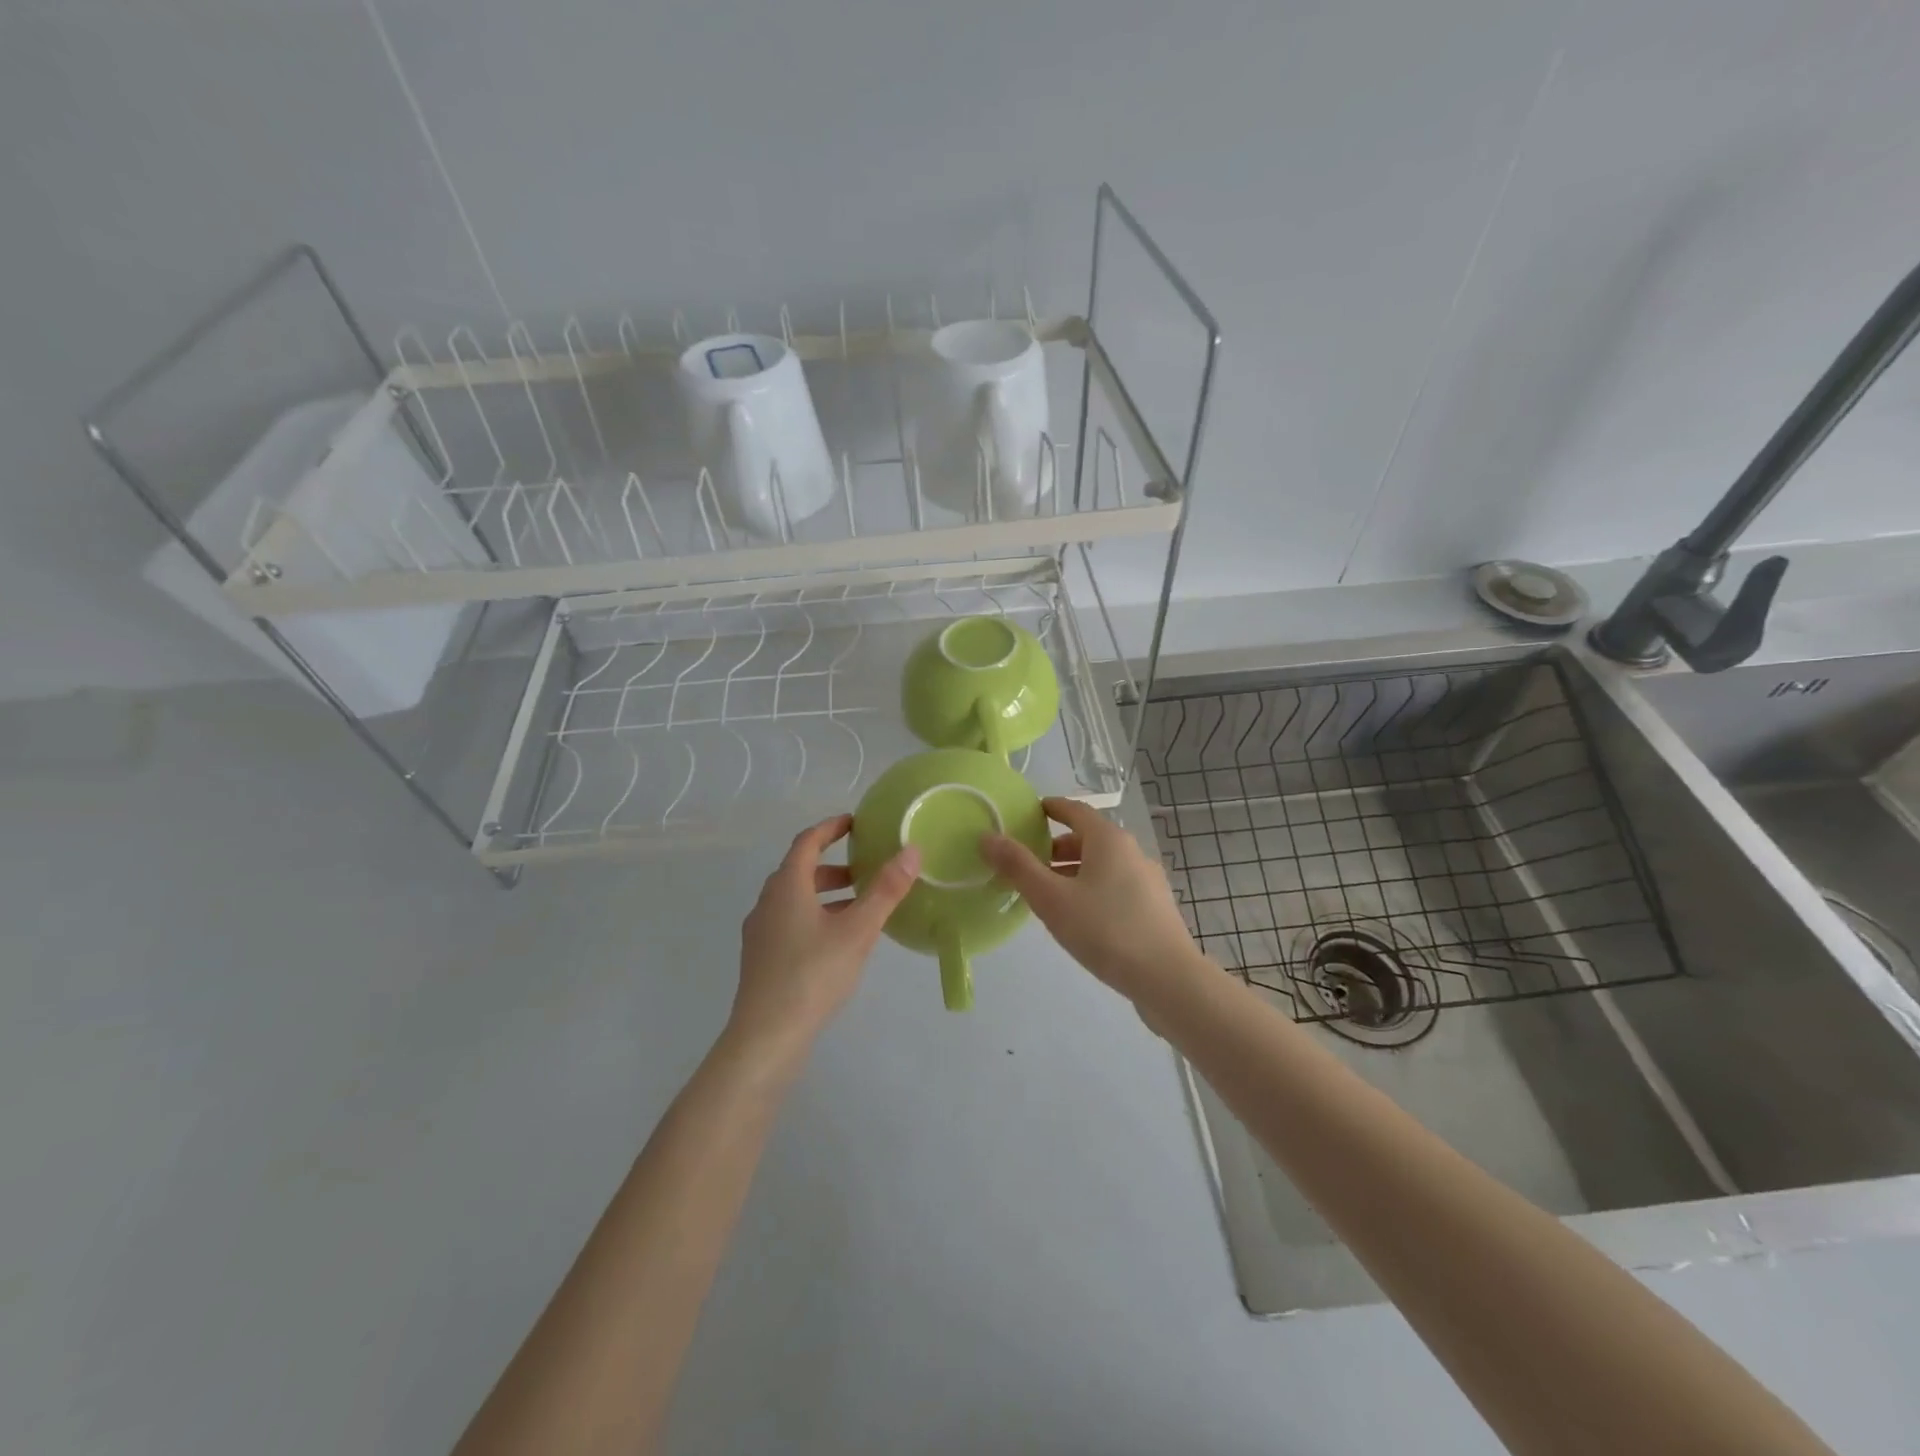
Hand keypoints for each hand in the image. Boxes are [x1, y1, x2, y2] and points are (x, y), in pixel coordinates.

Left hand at [730, 815, 919, 1059]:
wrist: (766, 1037)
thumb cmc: (813, 974)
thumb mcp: (857, 930)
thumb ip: (885, 890)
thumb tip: (912, 850)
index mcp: (786, 886)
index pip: (807, 842)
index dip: (830, 828)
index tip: (855, 823)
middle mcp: (767, 902)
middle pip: (800, 871)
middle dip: (834, 867)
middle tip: (866, 870)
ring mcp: (760, 932)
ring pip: (795, 900)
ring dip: (826, 895)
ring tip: (859, 907)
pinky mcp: (761, 959)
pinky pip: (790, 922)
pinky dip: (815, 917)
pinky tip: (837, 942)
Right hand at [981, 798, 1204, 1007]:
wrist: (1168, 979)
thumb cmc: (1105, 930)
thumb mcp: (1051, 899)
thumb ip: (1018, 867)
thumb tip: (987, 836)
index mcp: (1108, 840)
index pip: (1075, 810)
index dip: (1050, 809)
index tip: (1028, 815)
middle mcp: (1132, 851)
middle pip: (1088, 839)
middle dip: (1056, 848)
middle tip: (1027, 865)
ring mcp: (1148, 880)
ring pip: (1102, 866)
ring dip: (1073, 872)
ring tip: (1047, 896)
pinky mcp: (1155, 908)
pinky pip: (1115, 886)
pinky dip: (1092, 890)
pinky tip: (1080, 919)